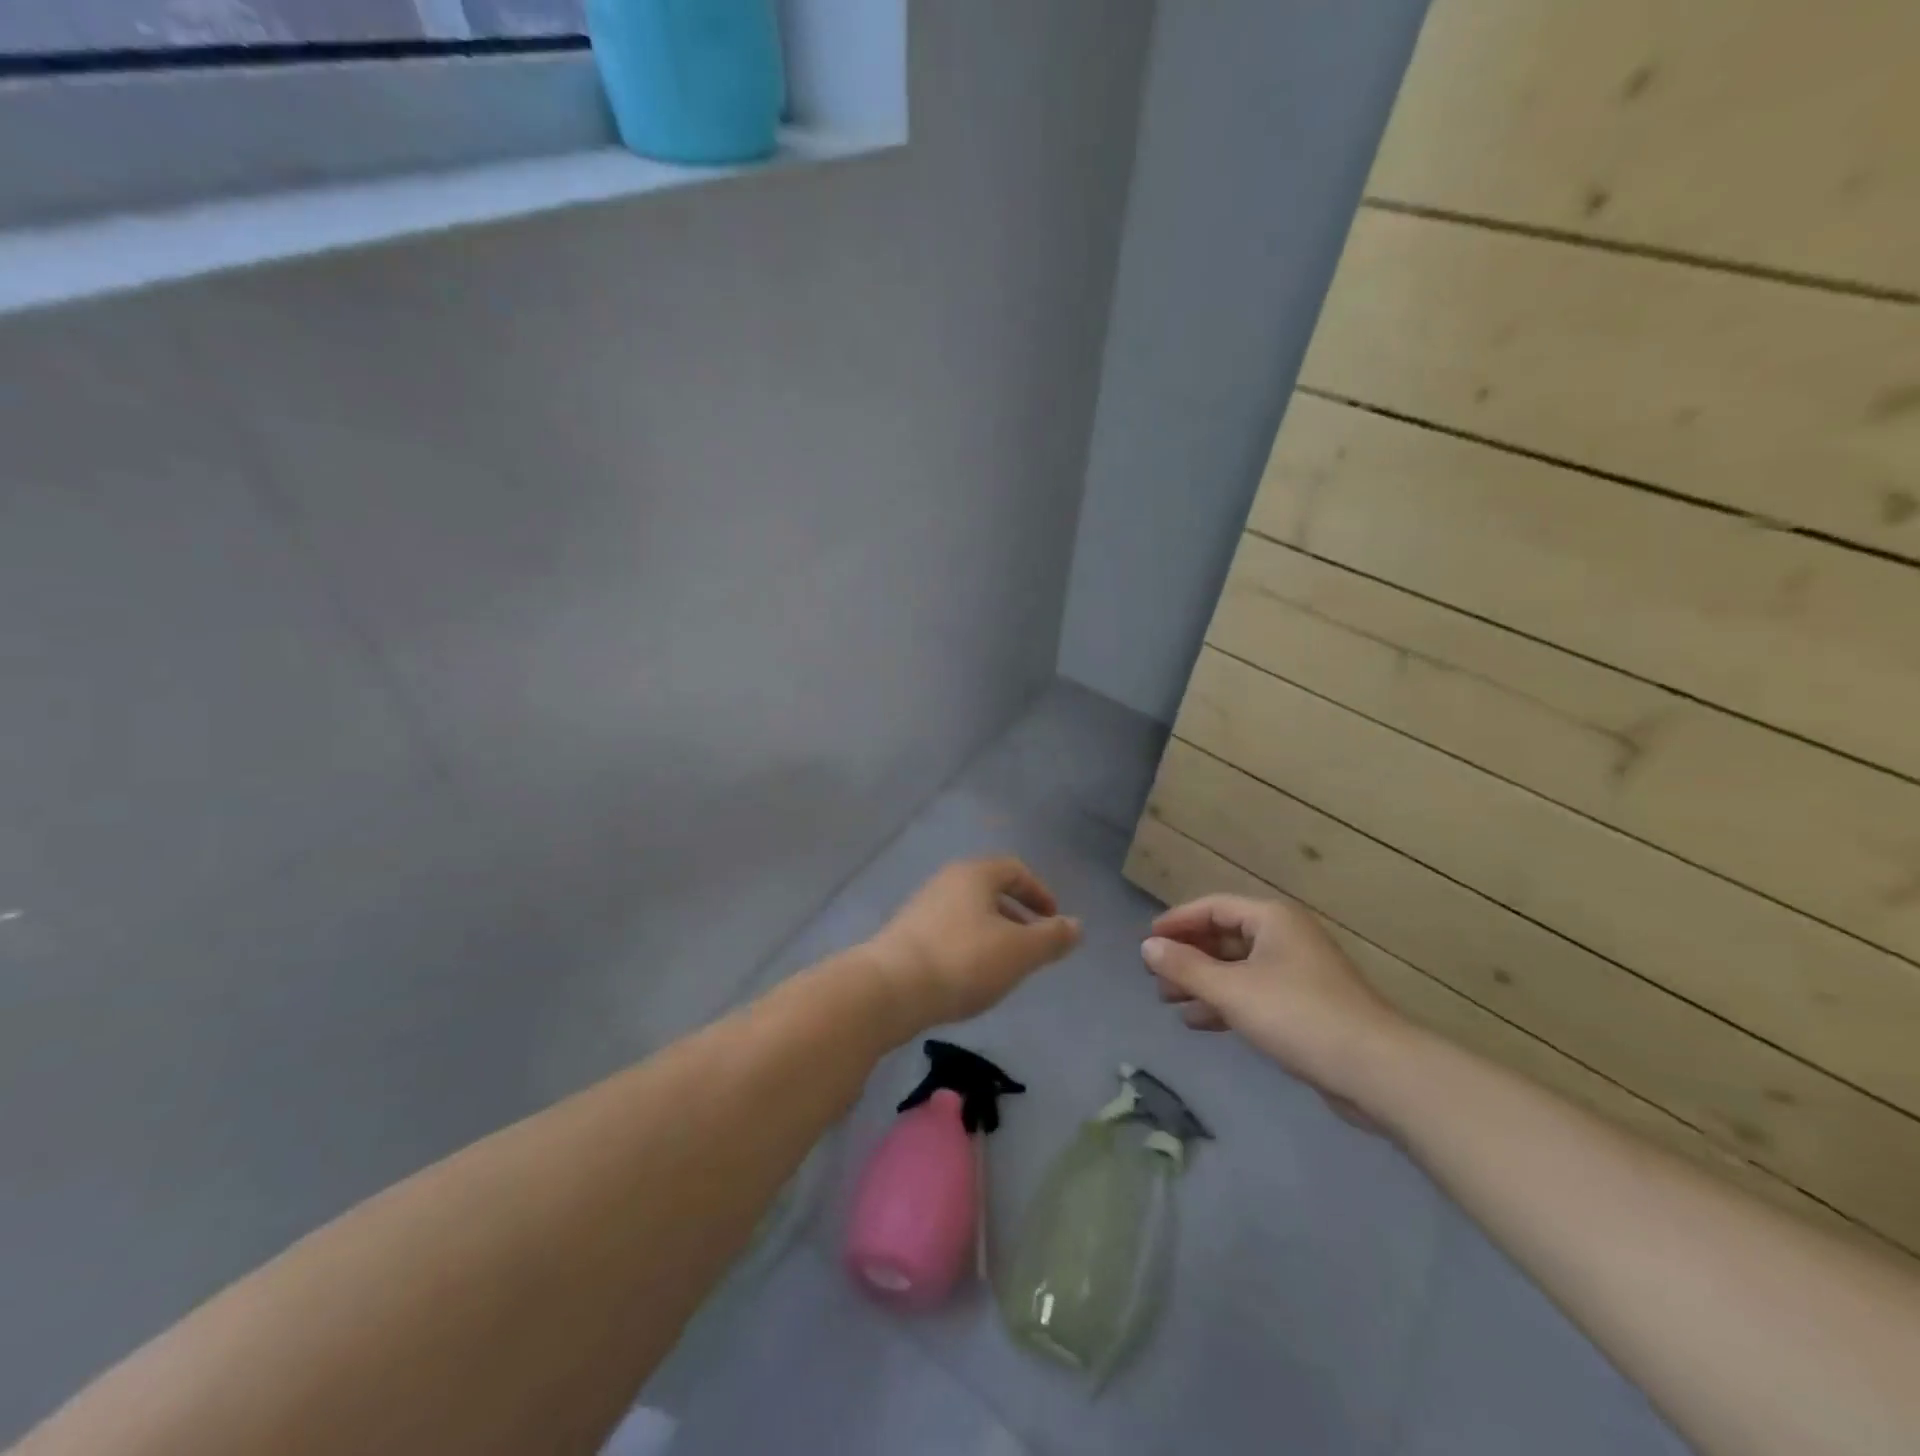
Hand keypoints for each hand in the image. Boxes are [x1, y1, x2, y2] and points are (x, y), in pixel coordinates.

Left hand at [866, 858, 1081, 1030]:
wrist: (891, 988)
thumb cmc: (963, 960)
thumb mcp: (1020, 952)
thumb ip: (1052, 937)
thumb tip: (1076, 925)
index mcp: (974, 874)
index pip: (1015, 870)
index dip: (1039, 893)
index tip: (1054, 921)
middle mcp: (946, 882)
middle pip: (990, 890)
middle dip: (1017, 916)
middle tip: (1034, 947)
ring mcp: (921, 907)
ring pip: (968, 913)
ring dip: (993, 934)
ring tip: (1005, 968)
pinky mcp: (905, 935)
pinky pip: (948, 932)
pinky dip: (968, 947)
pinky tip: (970, 978)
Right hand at [1142, 895, 1405, 1117]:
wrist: (1376, 1070)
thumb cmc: (1298, 1016)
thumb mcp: (1231, 990)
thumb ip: (1185, 967)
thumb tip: (1147, 947)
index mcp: (1271, 919)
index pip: (1213, 908)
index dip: (1177, 922)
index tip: (1147, 942)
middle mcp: (1285, 937)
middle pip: (1224, 937)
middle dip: (1187, 957)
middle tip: (1155, 977)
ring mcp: (1297, 972)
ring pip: (1237, 968)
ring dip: (1202, 983)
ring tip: (1168, 1002)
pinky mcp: (1305, 1005)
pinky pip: (1253, 993)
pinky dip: (1225, 1003)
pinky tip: (1199, 1022)